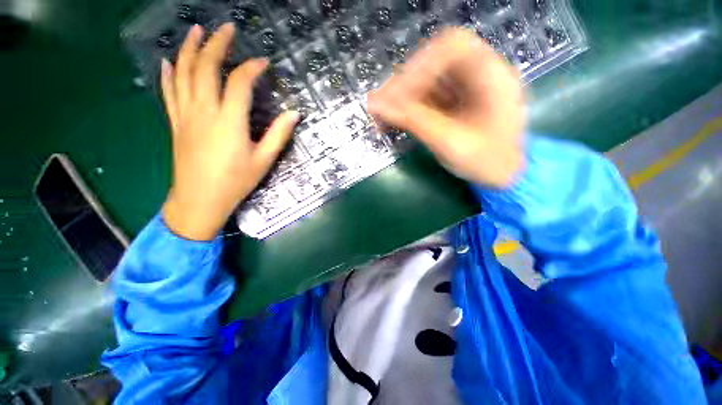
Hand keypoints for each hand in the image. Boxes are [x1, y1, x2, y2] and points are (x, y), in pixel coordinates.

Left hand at [161, 23, 298, 240]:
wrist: (200, 199)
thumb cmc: (236, 181)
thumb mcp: (264, 160)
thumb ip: (279, 134)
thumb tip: (295, 114)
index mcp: (229, 121)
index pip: (239, 82)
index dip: (252, 68)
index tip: (263, 62)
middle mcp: (204, 110)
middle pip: (205, 67)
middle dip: (216, 44)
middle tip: (227, 29)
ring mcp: (185, 114)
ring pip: (183, 73)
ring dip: (189, 49)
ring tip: (195, 30)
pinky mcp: (175, 122)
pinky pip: (168, 92)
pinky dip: (168, 73)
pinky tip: (169, 60)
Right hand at [368, 28, 525, 187]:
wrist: (502, 176)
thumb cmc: (485, 162)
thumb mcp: (449, 142)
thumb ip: (413, 121)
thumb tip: (375, 105)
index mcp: (492, 75)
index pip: (452, 47)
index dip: (419, 66)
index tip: (395, 96)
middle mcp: (480, 73)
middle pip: (436, 60)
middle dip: (406, 82)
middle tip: (384, 105)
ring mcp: (468, 87)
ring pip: (429, 78)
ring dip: (403, 95)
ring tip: (384, 114)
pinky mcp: (456, 101)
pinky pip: (428, 95)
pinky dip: (409, 105)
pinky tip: (396, 118)